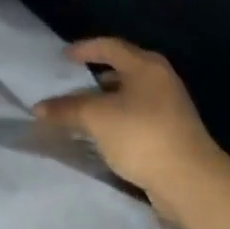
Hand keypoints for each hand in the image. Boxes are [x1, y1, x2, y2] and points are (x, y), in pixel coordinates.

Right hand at [34, 38, 224, 200]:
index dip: (84, 49)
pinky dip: (116, 121)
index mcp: (145, 66)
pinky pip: (135, 118)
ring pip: (129, 96)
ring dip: (105, 102)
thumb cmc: (141, 135)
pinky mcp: (171, 134)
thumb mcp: (96, 118)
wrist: (191, 182)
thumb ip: (66, 109)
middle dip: (94, 77)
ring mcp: (169, 108)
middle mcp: (160, 81)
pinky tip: (101, 135)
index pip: (110, 46)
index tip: (63, 57)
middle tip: (70, 85)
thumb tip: (38, 108)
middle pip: (122, 70)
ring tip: (80, 113)